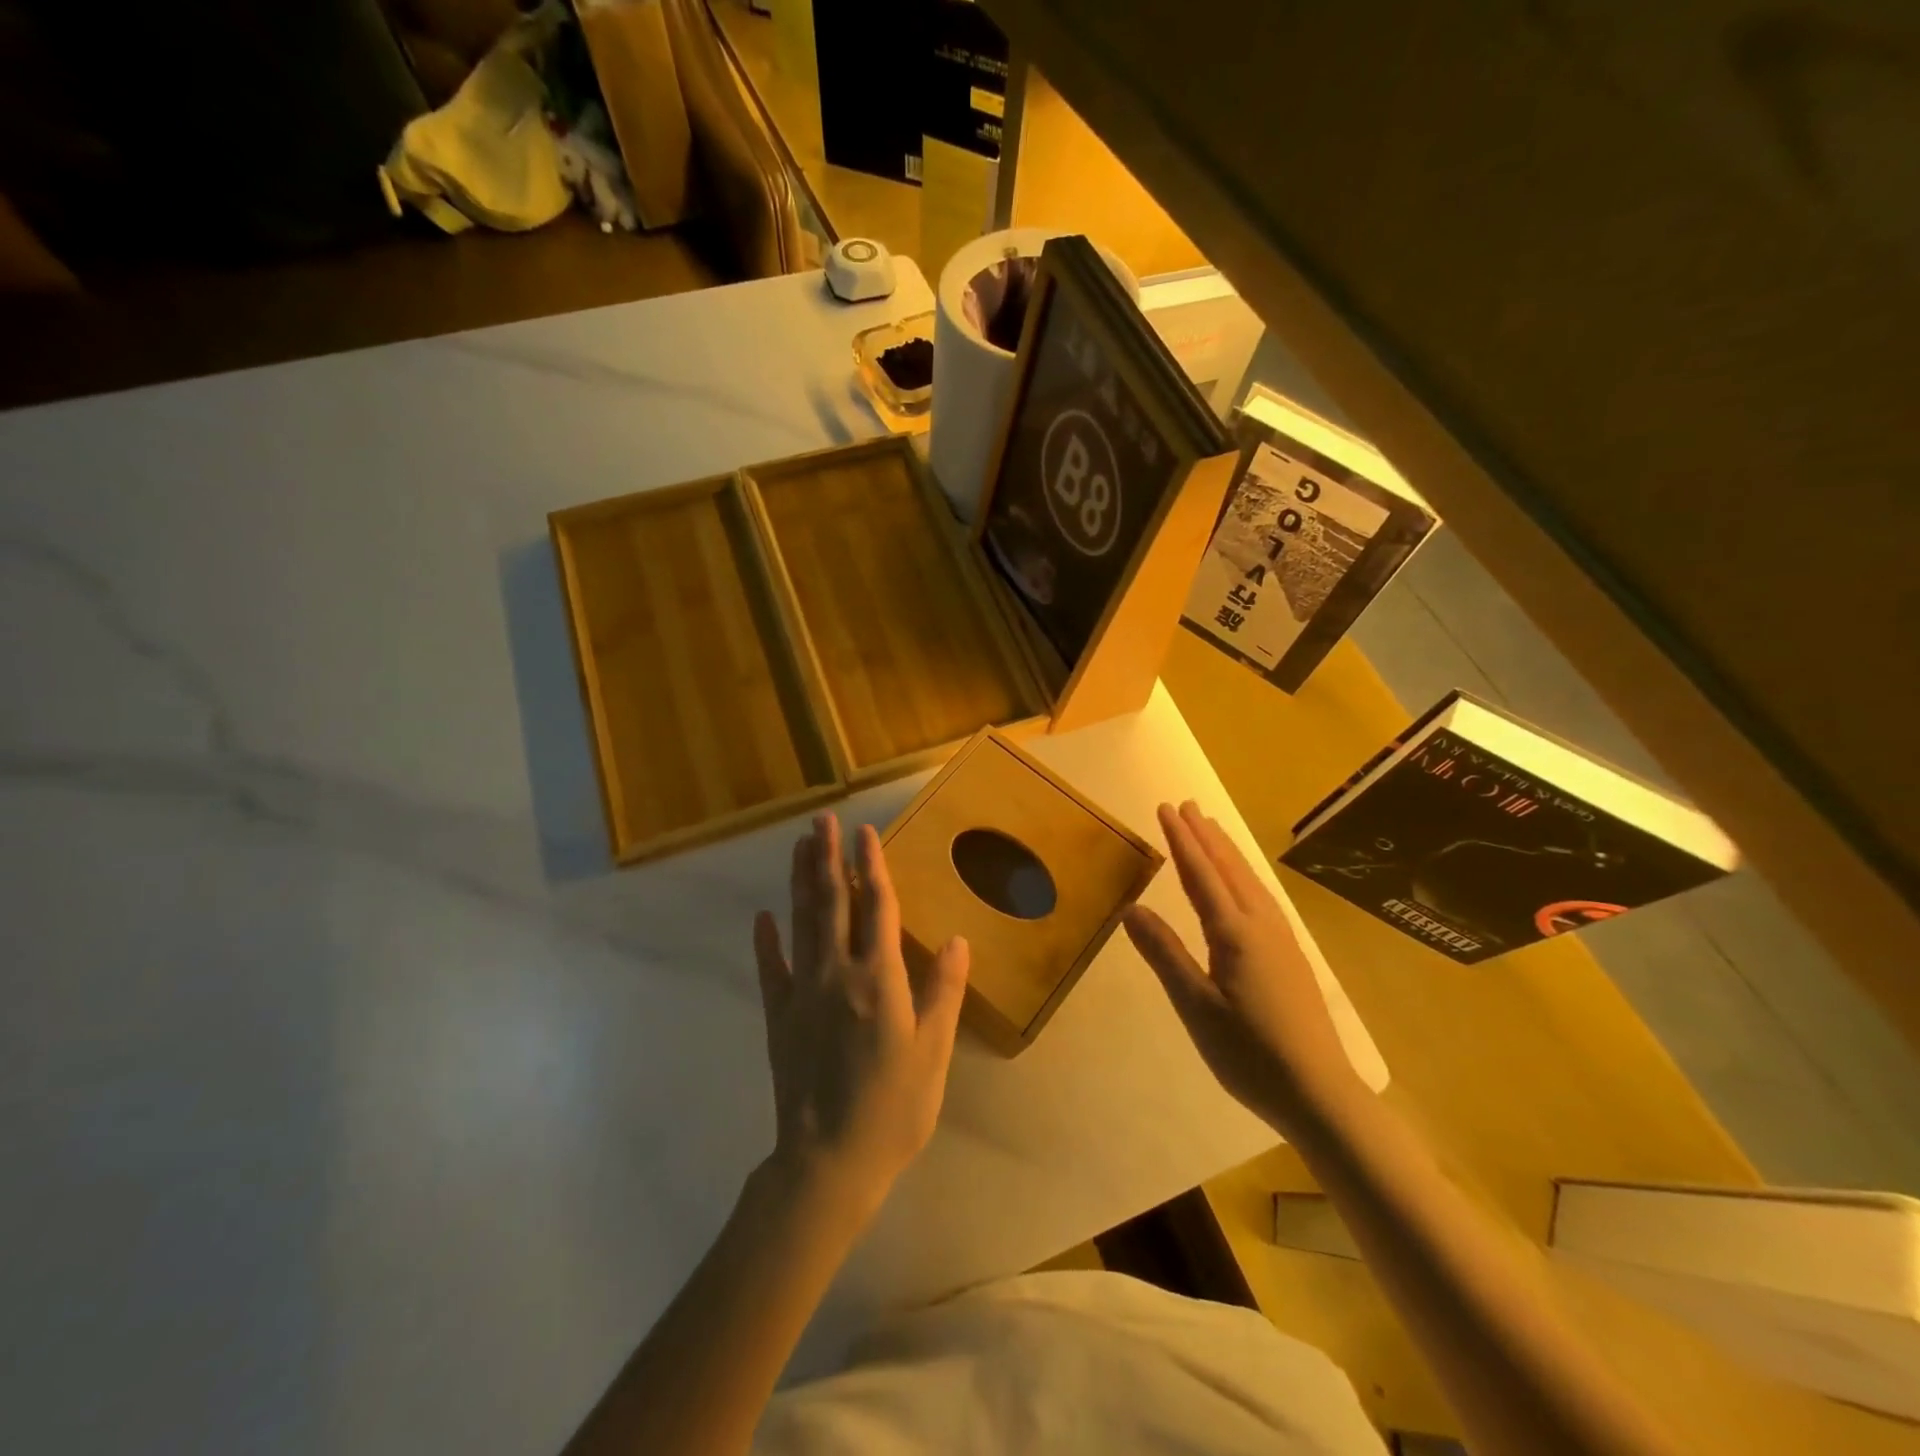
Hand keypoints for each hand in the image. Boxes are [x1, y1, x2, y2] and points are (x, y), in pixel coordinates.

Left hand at [753, 813, 970, 1216]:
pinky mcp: (779, 1016)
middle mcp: (837, 973)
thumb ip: (944, 993)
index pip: (876, 906)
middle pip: (832, 903)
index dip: (871, 865)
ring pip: (801, 923)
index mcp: (879, 979)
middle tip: (821, 821)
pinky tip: (763, 916)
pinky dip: (766, 940)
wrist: (828, 1161)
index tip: (863, 831)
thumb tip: (958, 940)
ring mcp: (802, 992)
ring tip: (798, 847)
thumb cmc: (892, 1108)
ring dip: (800, 883)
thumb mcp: (932, 1053)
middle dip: (827, 858)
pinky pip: (770, 968)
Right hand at [1124, 801, 1361, 1138]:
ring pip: (1249, 881)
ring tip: (1212, 830)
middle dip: (1205, 835)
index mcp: (1234, 932)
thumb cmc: (1249, 1052)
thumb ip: (1164, 953)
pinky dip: (1244, 875)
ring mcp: (1281, 939)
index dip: (1181, 840)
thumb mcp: (1195, 1006)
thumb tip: (1131, 908)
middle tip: (1187, 805)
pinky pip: (1261, 897)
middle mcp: (1260, 925)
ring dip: (1227, 851)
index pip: (1201, 874)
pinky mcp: (1290, 956)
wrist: (1319, 1092)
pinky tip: (1243, 883)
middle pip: (1229, 868)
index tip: (1165, 808)